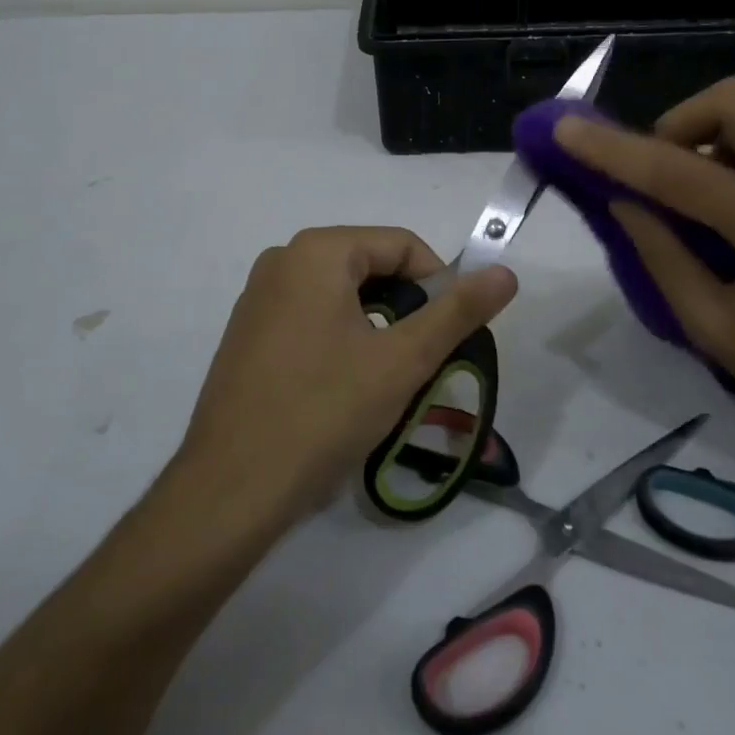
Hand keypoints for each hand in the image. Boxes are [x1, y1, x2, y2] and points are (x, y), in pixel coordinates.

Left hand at [176, 226, 517, 526]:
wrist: (230, 490)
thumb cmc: (323, 412)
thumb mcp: (402, 360)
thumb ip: (458, 311)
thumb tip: (505, 272)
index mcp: (316, 252)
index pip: (401, 244)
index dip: (439, 284)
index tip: (452, 334)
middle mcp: (281, 261)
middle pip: (370, 267)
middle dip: (407, 308)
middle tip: (423, 361)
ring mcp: (258, 298)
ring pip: (342, 296)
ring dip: (377, 328)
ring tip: (388, 380)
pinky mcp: (247, 335)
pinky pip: (311, 318)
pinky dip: (342, 340)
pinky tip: (344, 389)